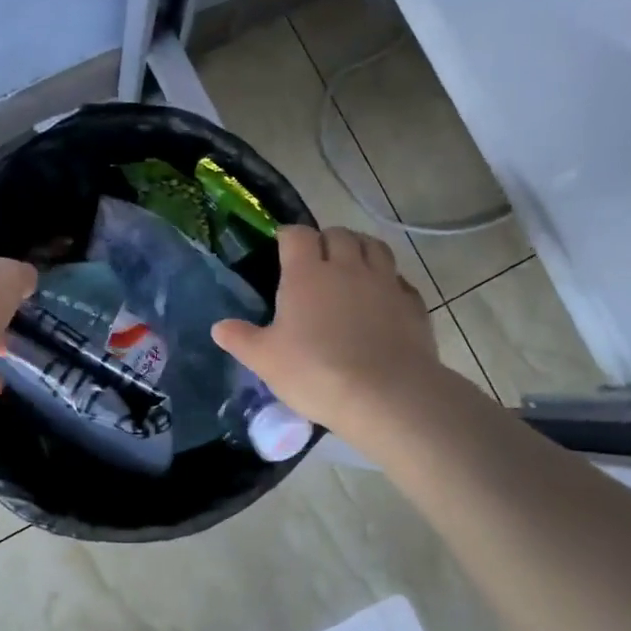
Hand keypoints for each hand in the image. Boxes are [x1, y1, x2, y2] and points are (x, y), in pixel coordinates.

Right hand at [212, 225, 446, 437]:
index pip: (297, 235)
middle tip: (316, 259)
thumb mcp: (265, 360)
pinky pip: (400, 280)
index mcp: (307, 274)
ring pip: (375, 247)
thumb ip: (241, 339)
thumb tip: (219, 327)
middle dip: (325, 239)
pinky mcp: (412, 304)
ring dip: (360, 248)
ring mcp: (385, 283)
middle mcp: (348, 267)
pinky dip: (389, 280)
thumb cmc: (315, 372)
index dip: (288, 236)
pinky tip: (382, 298)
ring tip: (351, 265)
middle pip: (339, 234)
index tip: (281, 245)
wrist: (385, 395)